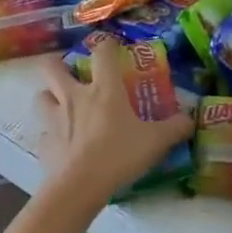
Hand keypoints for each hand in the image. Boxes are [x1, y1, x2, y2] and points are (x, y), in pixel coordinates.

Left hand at [34, 38, 195, 205]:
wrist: (80, 187)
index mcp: (103, 89)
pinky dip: (50, 135)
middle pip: (52, 66)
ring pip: (40, 96)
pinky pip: (43, 133)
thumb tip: (191, 119)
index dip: (106, 45)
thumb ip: (175, 128)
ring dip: (49, 96)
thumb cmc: (119, 155)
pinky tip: (61, 144)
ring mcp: (53, 119)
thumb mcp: (155, 142)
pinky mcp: (44, 143)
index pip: (101, 52)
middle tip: (70, 72)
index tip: (112, 48)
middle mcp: (73, 96)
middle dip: (58, 64)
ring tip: (60, 105)